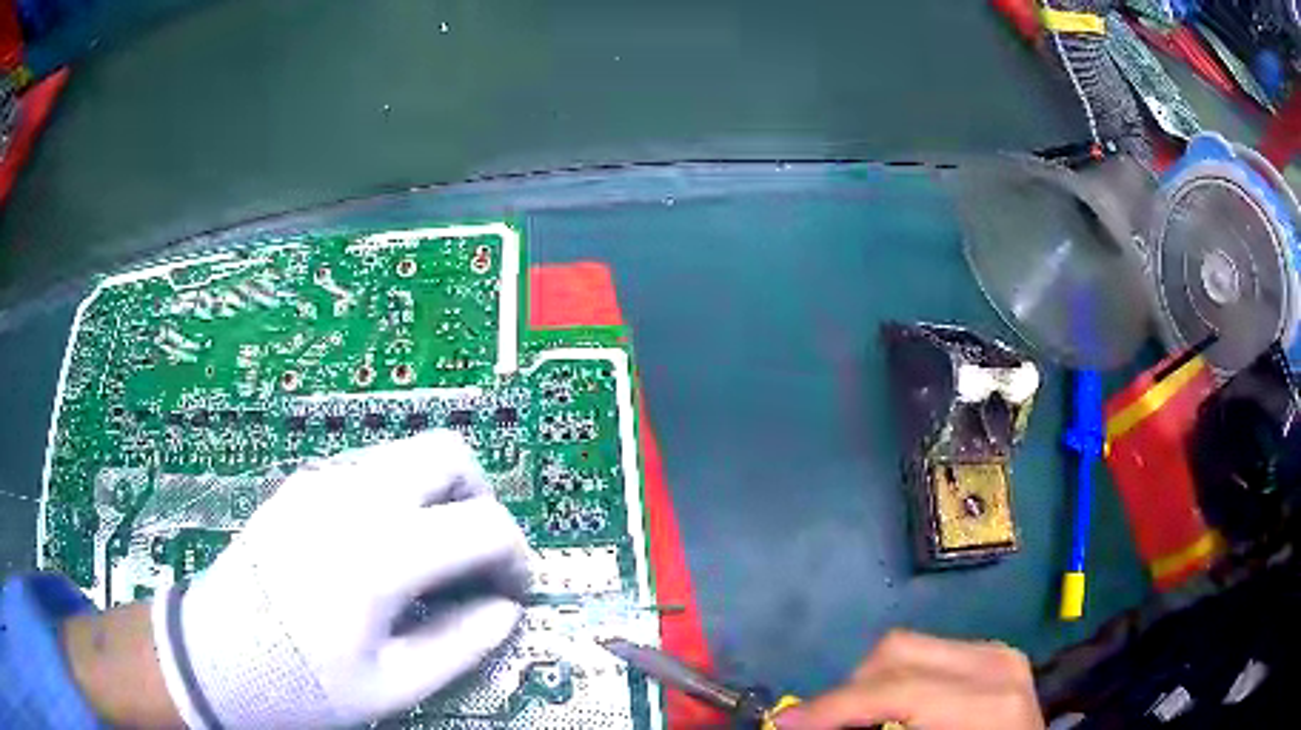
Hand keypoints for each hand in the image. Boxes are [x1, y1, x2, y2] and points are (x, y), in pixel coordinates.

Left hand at [152, 430, 529, 728]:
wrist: (219, 654)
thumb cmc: (305, 681)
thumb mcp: (393, 684)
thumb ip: (462, 643)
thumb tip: (506, 609)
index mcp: (380, 554)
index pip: (483, 525)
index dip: (516, 555)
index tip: (512, 590)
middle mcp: (354, 498)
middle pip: (448, 454)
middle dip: (479, 499)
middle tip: (474, 555)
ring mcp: (322, 480)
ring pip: (408, 453)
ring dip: (438, 495)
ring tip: (428, 556)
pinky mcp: (303, 483)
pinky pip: (371, 469)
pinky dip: (400, 496)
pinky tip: (380, 550)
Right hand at [776, 630, 1043, 729]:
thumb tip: (811, 727)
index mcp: (987, 700)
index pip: (894, 691)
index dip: (832, 708)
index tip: (784, 724)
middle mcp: (995, 663)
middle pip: (896, 652)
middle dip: (847, 692)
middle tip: (818, 725)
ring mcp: (998, 653)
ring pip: (908, 646)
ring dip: (870, 684)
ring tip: (854, 719)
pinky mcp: (994, 654)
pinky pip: (929, 654)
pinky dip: (897, 680)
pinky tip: (894, 710)